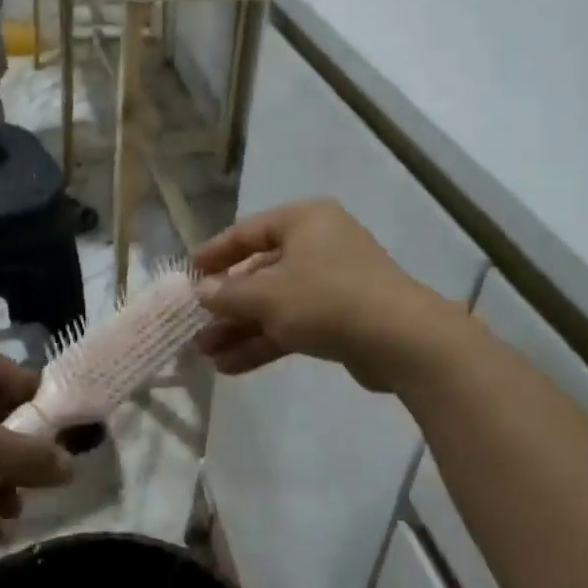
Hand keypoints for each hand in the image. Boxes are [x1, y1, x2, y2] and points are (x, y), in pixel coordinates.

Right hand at [194, 200, 458, 391]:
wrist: (400, 339)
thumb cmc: (326, 299)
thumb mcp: (266, 296)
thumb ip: (227, 294)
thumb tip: (200, 292)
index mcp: (303, 221)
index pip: (247, 232)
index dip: (214, 253)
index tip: (187, 274)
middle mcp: (318, 244)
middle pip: (260, 271)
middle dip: (226, 303)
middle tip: (193, 324)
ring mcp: (332, 281)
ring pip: (275, 302)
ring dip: (240, 327)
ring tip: (204, 353)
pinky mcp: (342, 316)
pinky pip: (294, 323)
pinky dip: (265, 340)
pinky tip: (231, 366)